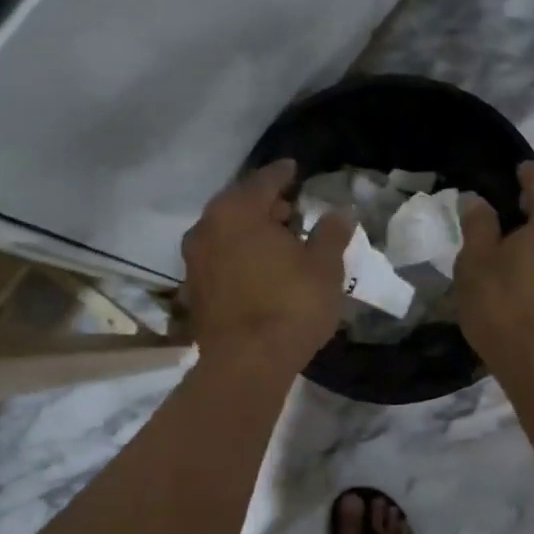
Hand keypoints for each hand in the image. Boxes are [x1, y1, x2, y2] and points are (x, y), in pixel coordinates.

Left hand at [181, 160, 354, 371]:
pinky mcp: (194, 290)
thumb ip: (331, 233)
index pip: (264, 180)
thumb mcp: (324, 267)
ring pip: (226, 232)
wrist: (246, 364)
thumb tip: (340, 211)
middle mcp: (207, 228)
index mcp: (237, 211)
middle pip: (239, 204)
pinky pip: (219, 258)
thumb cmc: (290, 305)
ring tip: (279, 240)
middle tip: (291, 208)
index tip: (295, 168)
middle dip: (265, 204)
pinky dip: (238, 254)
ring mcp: (194, 260)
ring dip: (250, 230)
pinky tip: (259, 268)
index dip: (283, 173)